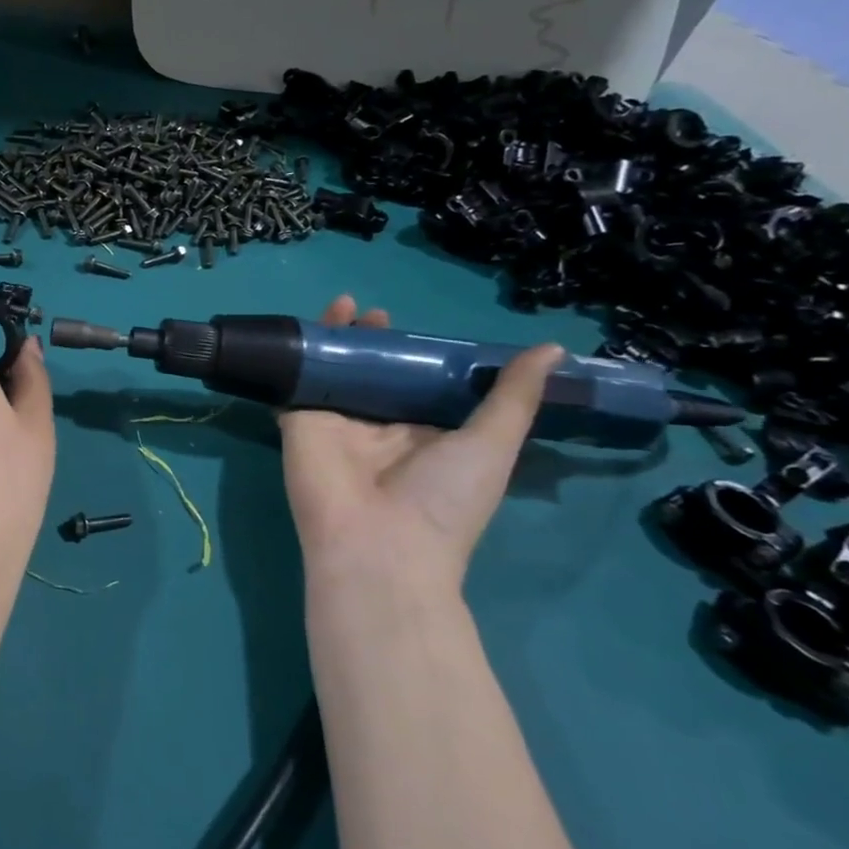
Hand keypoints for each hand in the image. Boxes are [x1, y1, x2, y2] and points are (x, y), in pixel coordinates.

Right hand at [279, 294, 562, 608]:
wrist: (378, 544)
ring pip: (333, 371)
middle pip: (373, 371)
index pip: (418, 382)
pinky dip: (297, 357)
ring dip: (336, 339)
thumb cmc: (443, 499)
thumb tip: (551, 348)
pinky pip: (296, 383)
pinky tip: (304, 331)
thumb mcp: (492, 445)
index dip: (417, 352)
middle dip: (374, 341)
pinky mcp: (300, 422)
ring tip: (345, 305)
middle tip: (377, 315)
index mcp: (423, 434)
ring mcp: (335, 424)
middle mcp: (378, 427)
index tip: (418, 325)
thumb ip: (514, 396)